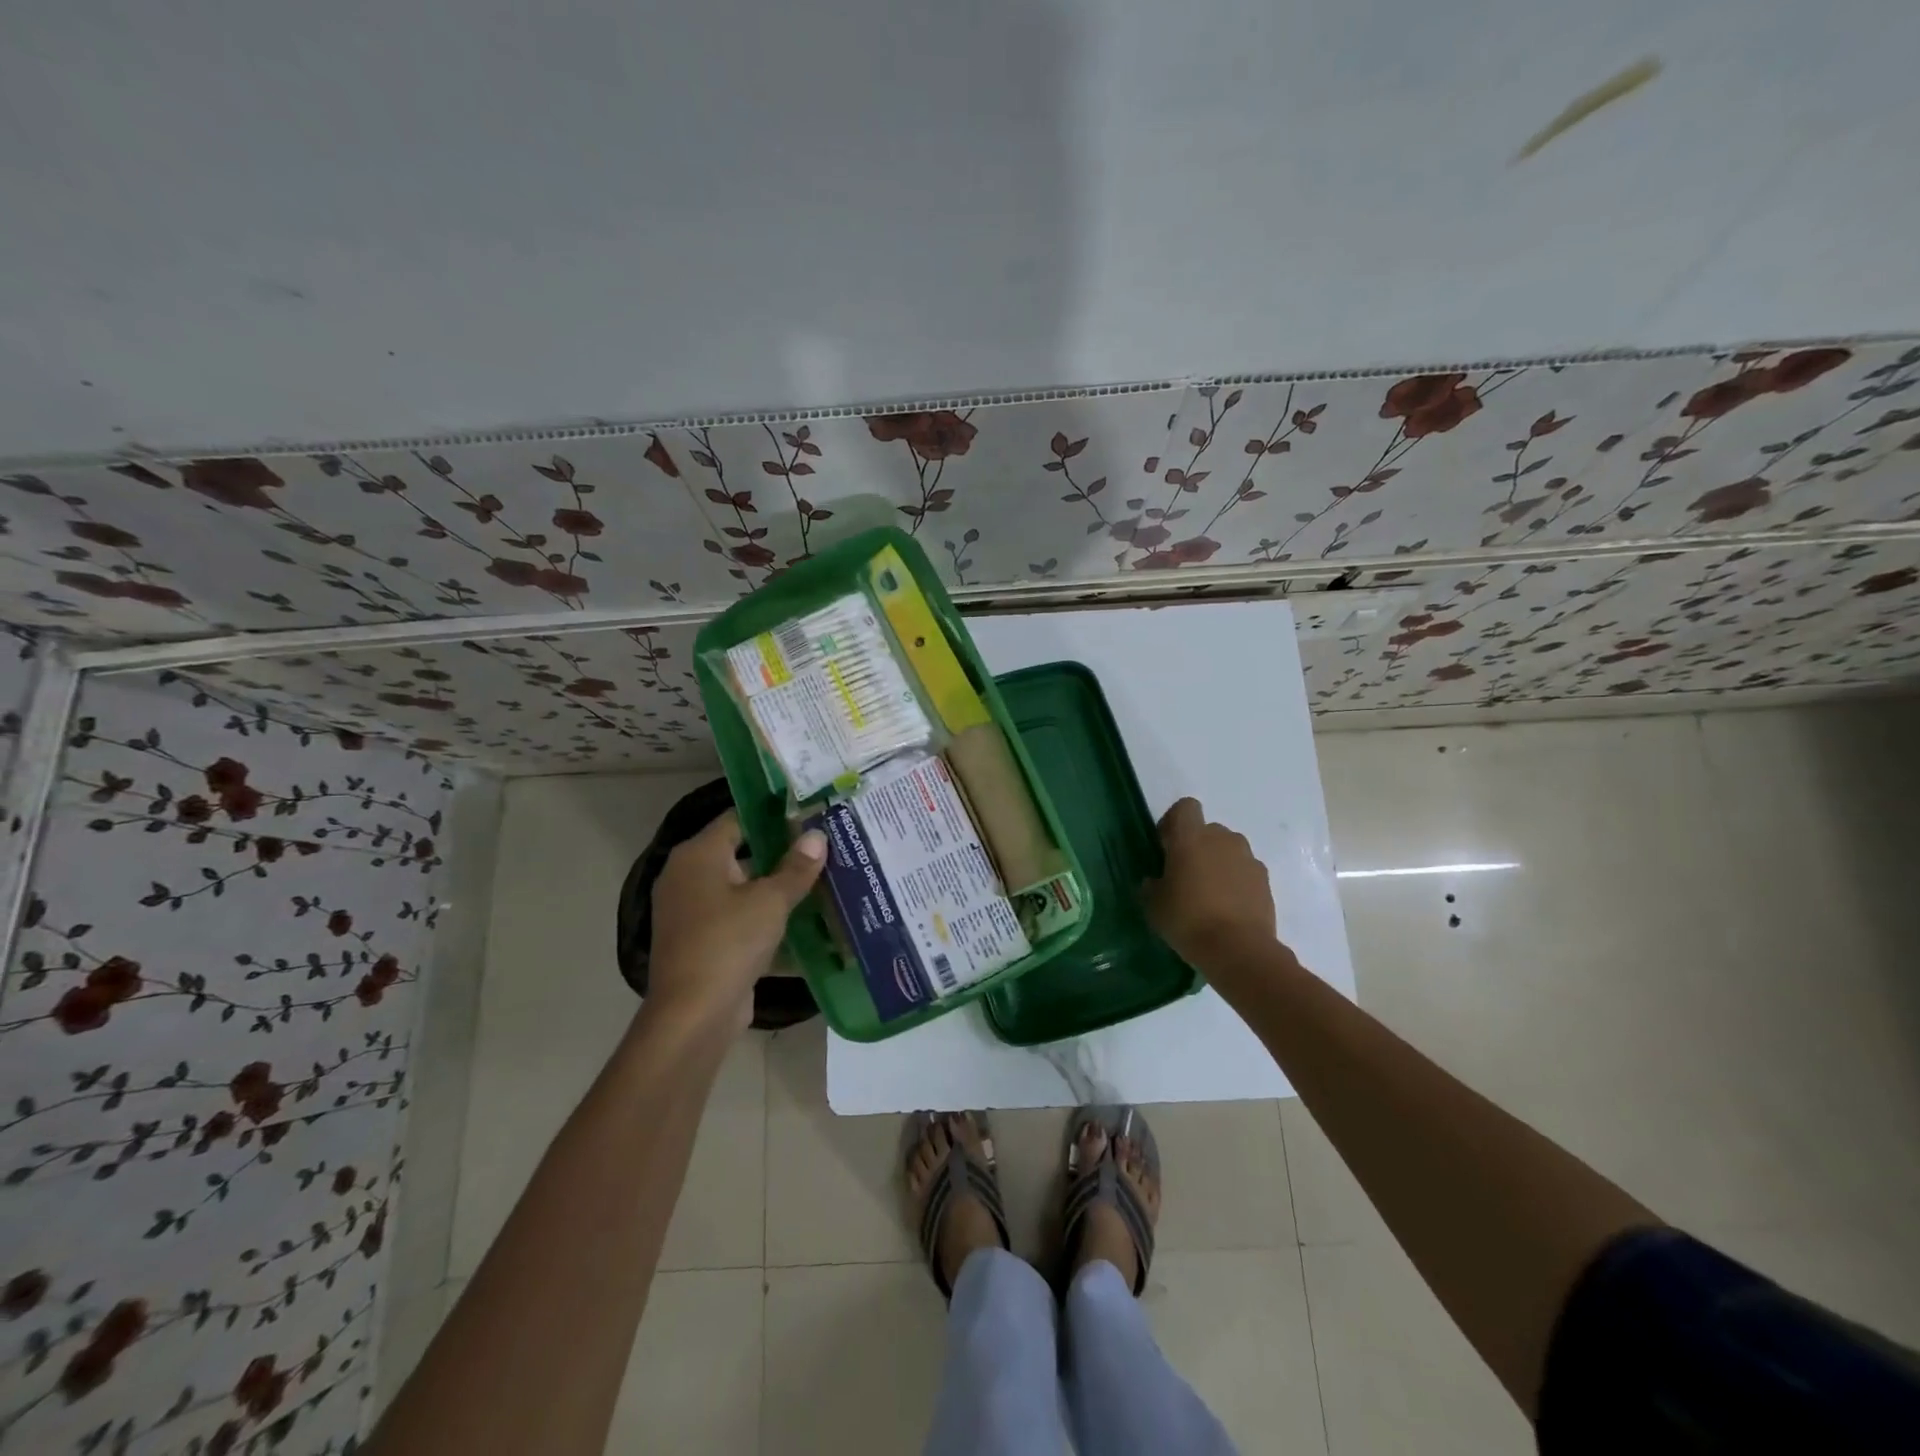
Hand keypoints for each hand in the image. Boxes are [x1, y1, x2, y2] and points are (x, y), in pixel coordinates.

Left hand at [647, 812, 826, 1030]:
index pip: (738, 818)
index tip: (809, 814)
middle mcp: (688, 877)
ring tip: (822, 880)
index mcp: (698, 856)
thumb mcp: (770, 901)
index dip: (773, 815)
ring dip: (776, 889)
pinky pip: (739, 919)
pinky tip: (805, 922)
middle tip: (823, 847)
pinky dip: (766, 919)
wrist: (694, 1015)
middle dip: (781, 853)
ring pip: (742, 890)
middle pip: (740, 853)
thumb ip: (796, 867)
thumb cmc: (728, 942)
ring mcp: (693, 912)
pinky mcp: (703, 942)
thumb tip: (817, 835)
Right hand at [1145, 798, 1280, 970]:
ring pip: (1228, 850)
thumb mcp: (1154, 906)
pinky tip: (1228, 908)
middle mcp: (1222, 839)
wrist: (1239, 950)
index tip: (1166, 847)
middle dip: (1197, 846)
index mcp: (1191, 838)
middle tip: (1185, 877)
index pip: (1185, 807)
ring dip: (1218, 863)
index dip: (1174, 822)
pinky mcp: (1265, 880)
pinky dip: (1236, 882)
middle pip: (1207, 830)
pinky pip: (1244, 871)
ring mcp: (1247, 858)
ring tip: (1209, 895)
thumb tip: (1155, 881)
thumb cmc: (1188, 920)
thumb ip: (1151, 886)